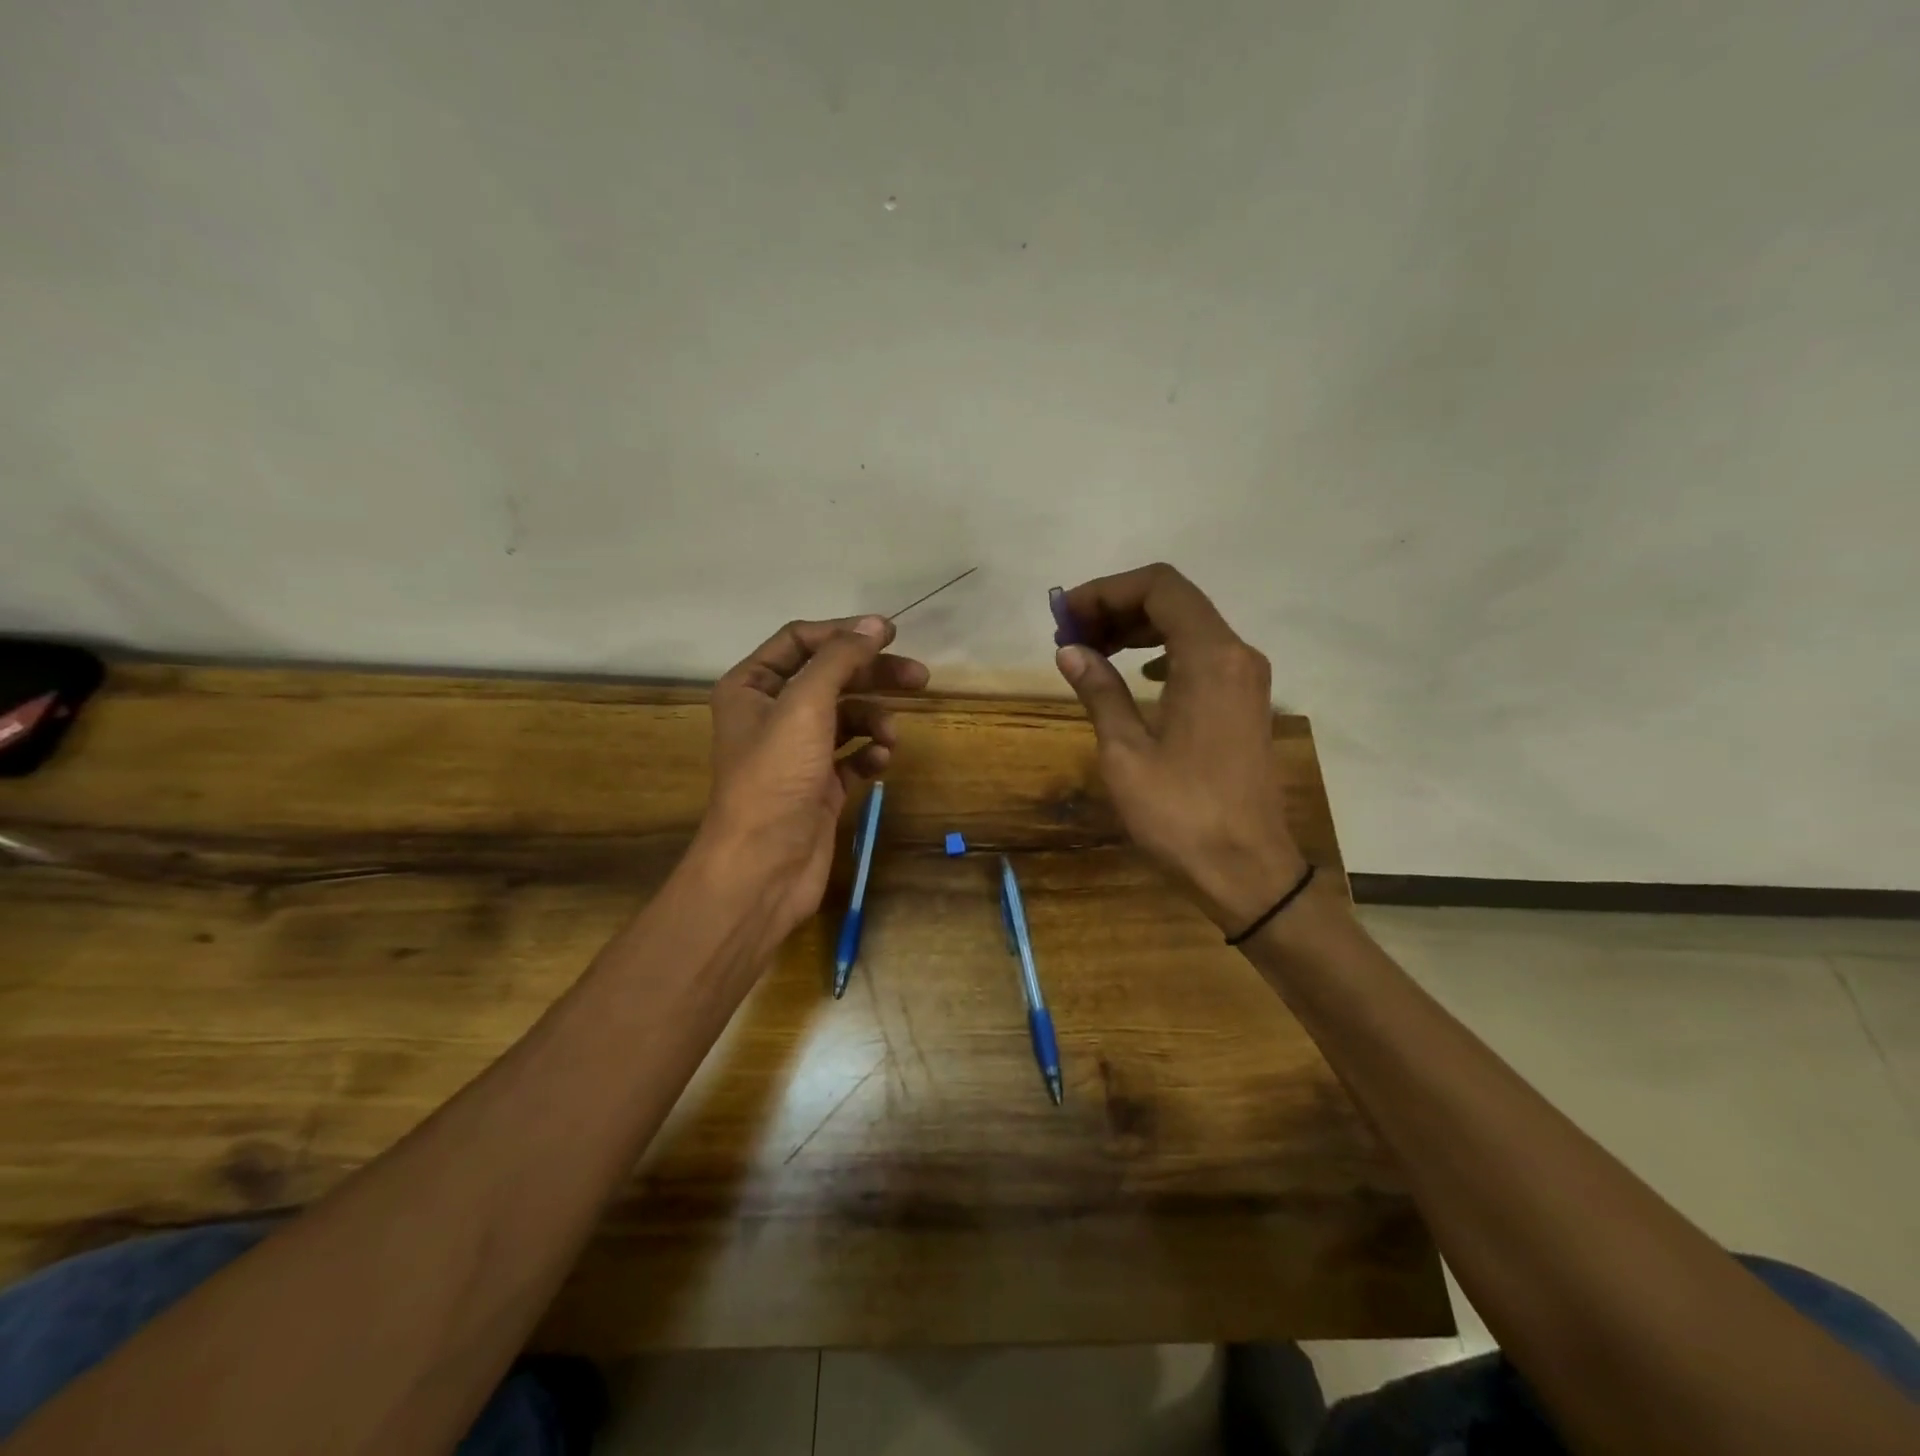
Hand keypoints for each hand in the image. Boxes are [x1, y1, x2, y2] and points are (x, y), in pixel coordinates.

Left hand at [701, 615, 928, 940]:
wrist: (763, 866)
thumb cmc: (775, 777)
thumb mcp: (805, 706)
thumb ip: (840, 660)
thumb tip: (876, 625)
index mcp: (752, 687)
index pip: (800, 641)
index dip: (844, 634)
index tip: (890, 634)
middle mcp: (772, 714)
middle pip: (830, 678)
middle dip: (873, 677)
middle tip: (920, 678)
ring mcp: (797, 752)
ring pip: (846, 718)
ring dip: (874, 721)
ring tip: (891, 738)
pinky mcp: (819, 785)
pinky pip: (852, 756)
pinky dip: (870, 755)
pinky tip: (880, 764)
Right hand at [1053, 564, 1306, 933]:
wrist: (1247, 869)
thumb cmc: (1181, 814)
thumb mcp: (1125, 752)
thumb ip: (1099, 691)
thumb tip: (1069, 651)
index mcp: (1209, 657)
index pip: (1159, 587)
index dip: (1106, 590)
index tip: (1065, 615)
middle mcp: (1236, 654)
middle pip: (1174, 600)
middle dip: (1117, 606)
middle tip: (1070, 634)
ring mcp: (1247, 677)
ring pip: (1188, 625)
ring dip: (1137, 628)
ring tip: (1091, 651)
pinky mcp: (1246, 700)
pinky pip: (1201, 653)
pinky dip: (1161, 650)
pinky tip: (1134, 674)